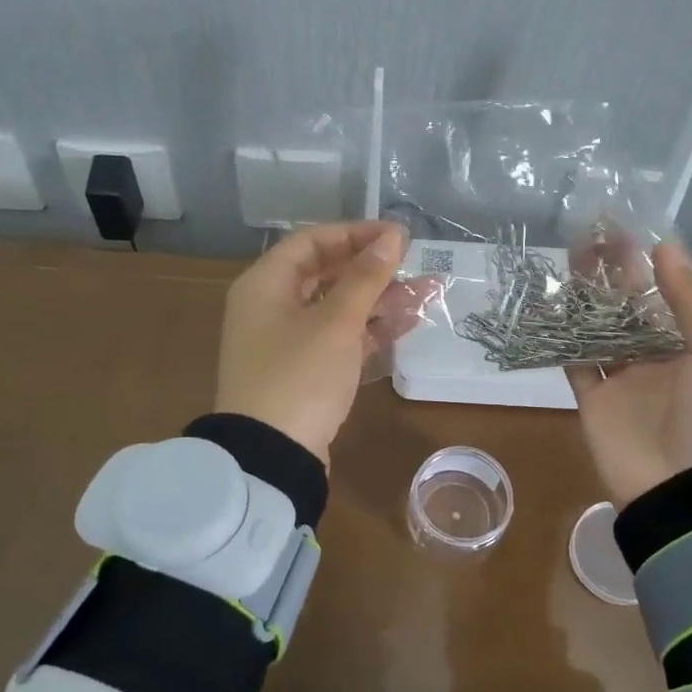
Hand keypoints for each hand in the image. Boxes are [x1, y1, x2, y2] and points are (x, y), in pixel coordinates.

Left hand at [215, 220, 423, 465]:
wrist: (271, 457)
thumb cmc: (299, 377)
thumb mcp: (336, 323)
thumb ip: (366, 277)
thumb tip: (393, 236)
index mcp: (265, 284)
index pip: (312, 241)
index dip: (356, 234)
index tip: (398, 236)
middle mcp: (270, 306)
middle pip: (326, 273)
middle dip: (373, 269)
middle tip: (414, 265)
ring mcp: (286, 341)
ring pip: (337, 307)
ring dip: (378, 300)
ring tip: (427, 293)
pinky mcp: (303, 371)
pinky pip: (339, 337)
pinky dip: (369, 330)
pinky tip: (407, 323)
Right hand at [569, 240, 691, 507]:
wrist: (686, 492)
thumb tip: (664, 248)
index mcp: (691, 344)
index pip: (666, 293)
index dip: (648, 262)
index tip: (627, 230)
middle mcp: (654, 355)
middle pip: (628, 305)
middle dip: (612, 271)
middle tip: (591, 235)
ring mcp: (620, 378)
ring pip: (597, 326)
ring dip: (585, 295)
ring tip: (569, 258)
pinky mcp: (591, 398)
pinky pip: (573, 360)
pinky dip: (560, 335)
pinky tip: (547, 304)